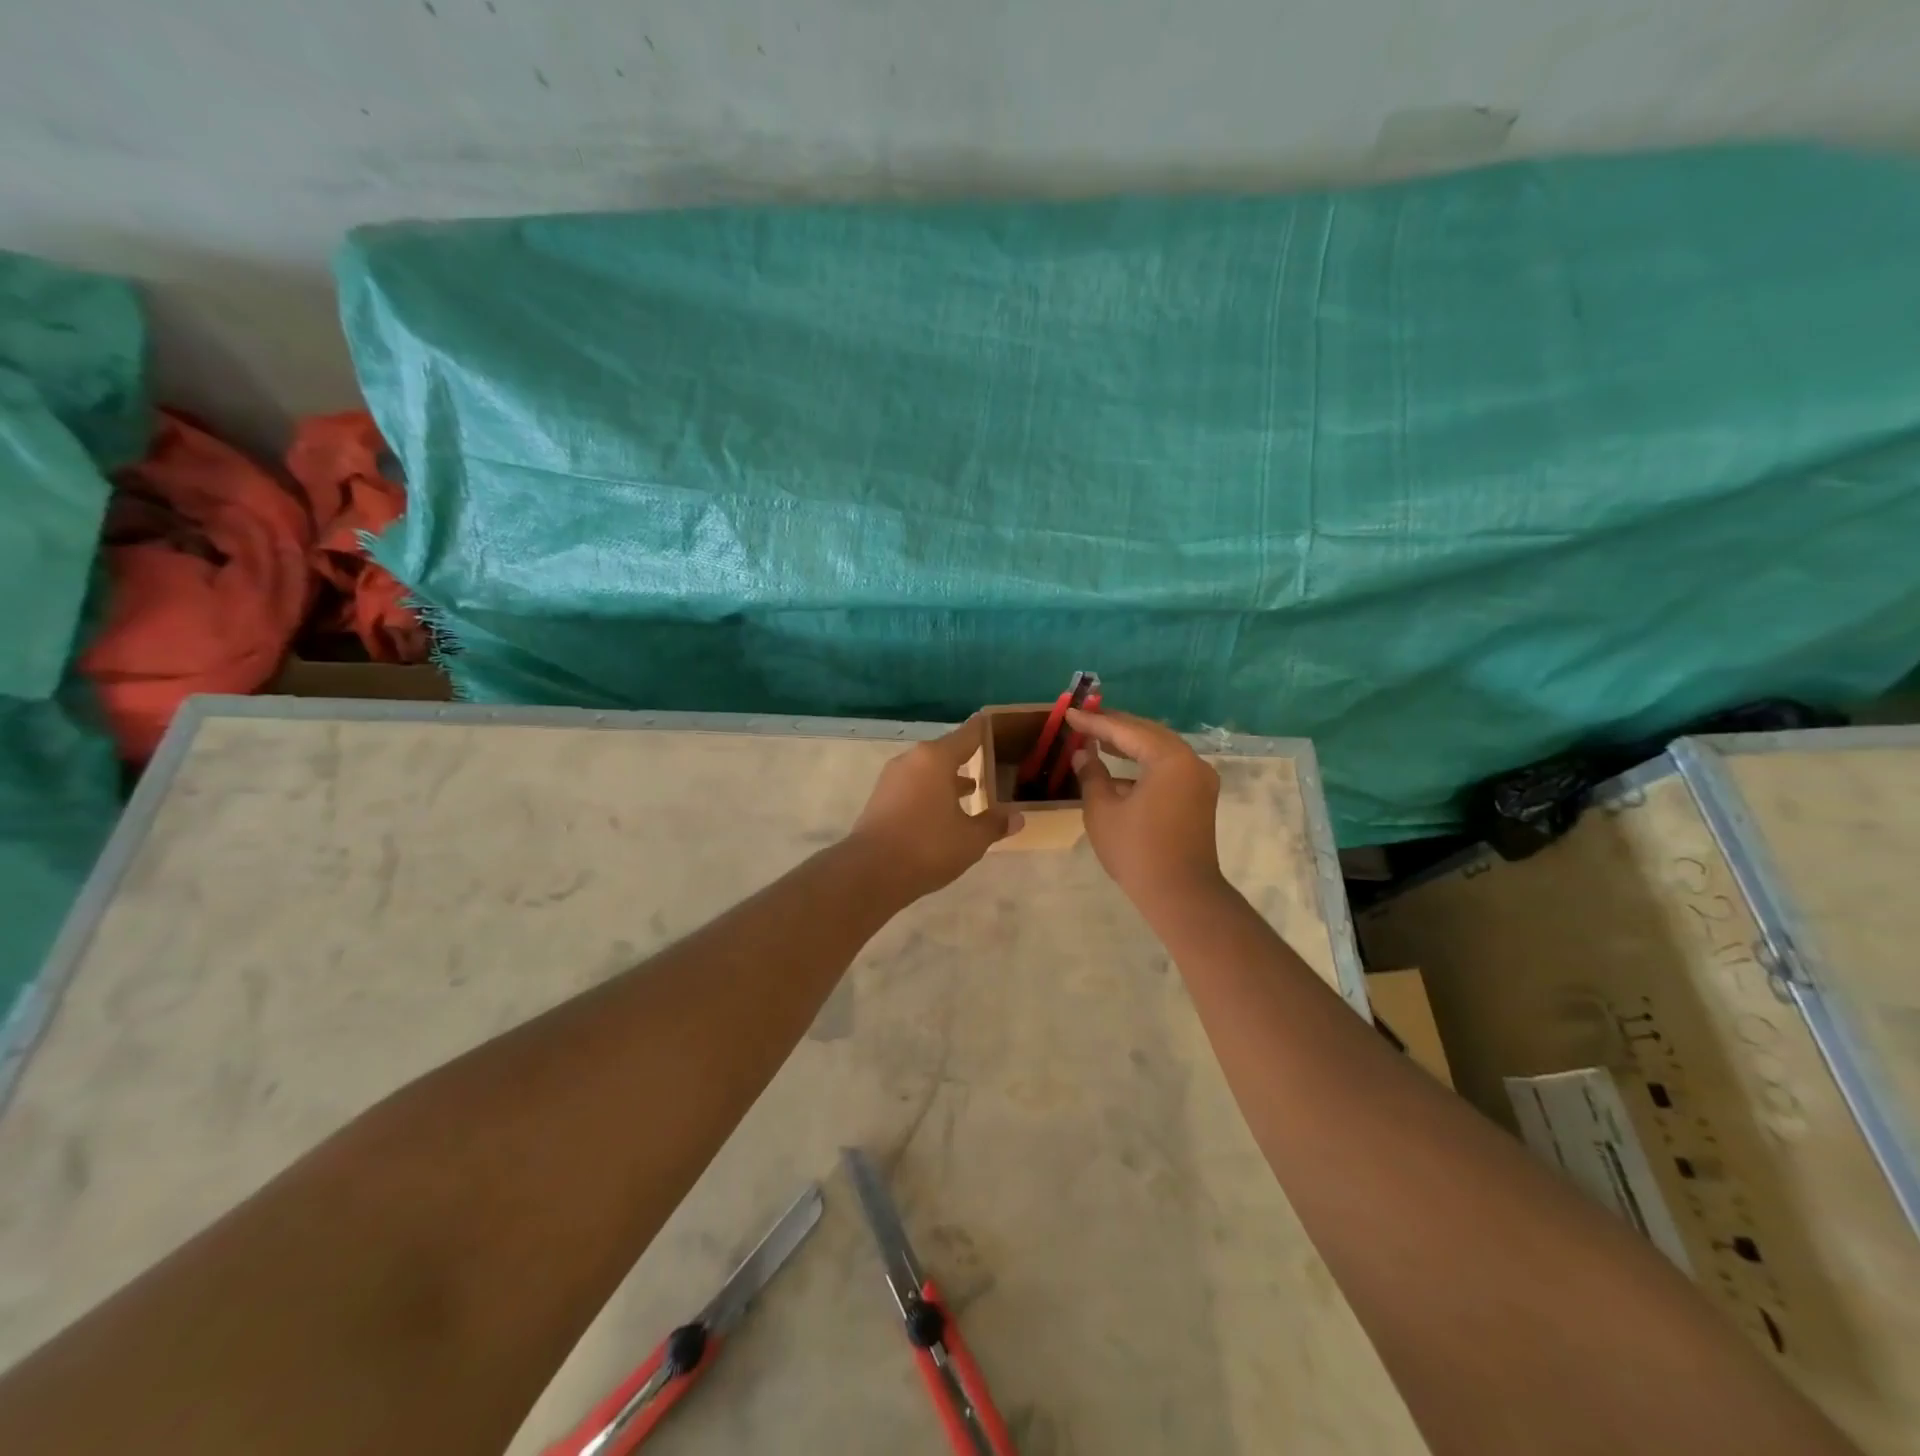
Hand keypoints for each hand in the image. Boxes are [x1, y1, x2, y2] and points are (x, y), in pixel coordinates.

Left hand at [848, 715, 1022, 899]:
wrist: (871, 872)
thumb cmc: (928, 846)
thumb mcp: (971, 839)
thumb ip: (994, 824)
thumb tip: (1017, 817)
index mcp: (936, 758)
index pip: (968, 734)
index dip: (984, 730)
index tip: (996, 724)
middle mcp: (912, 760)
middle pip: (945, 752)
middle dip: (967, 758)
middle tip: (991, 763)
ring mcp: (892, 778)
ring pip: (928, 770)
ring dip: (948, 778)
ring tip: (971, 789)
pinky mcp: (880, 799)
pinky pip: (913, 786)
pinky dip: (931, 792)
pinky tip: (943, 811)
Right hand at [1068, 709, 1224, 907]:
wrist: (1181, 895)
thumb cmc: (1137, 851)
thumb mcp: (1103, 811)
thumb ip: (1092, 775)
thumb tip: (1083, 754)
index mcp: (1169, 759)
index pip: (1126, 731)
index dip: (1095, 722)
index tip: (1070, 714)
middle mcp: (1191, 762)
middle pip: (1148, 733)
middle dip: (1115, 726)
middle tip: (1085, 720)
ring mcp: (1199, 780)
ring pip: (1160, 750)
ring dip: (1130, 744)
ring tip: (1098, 740)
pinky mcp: (1199, 797)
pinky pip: (1168, 768)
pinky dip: (1143, 764)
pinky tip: (1118, 772)